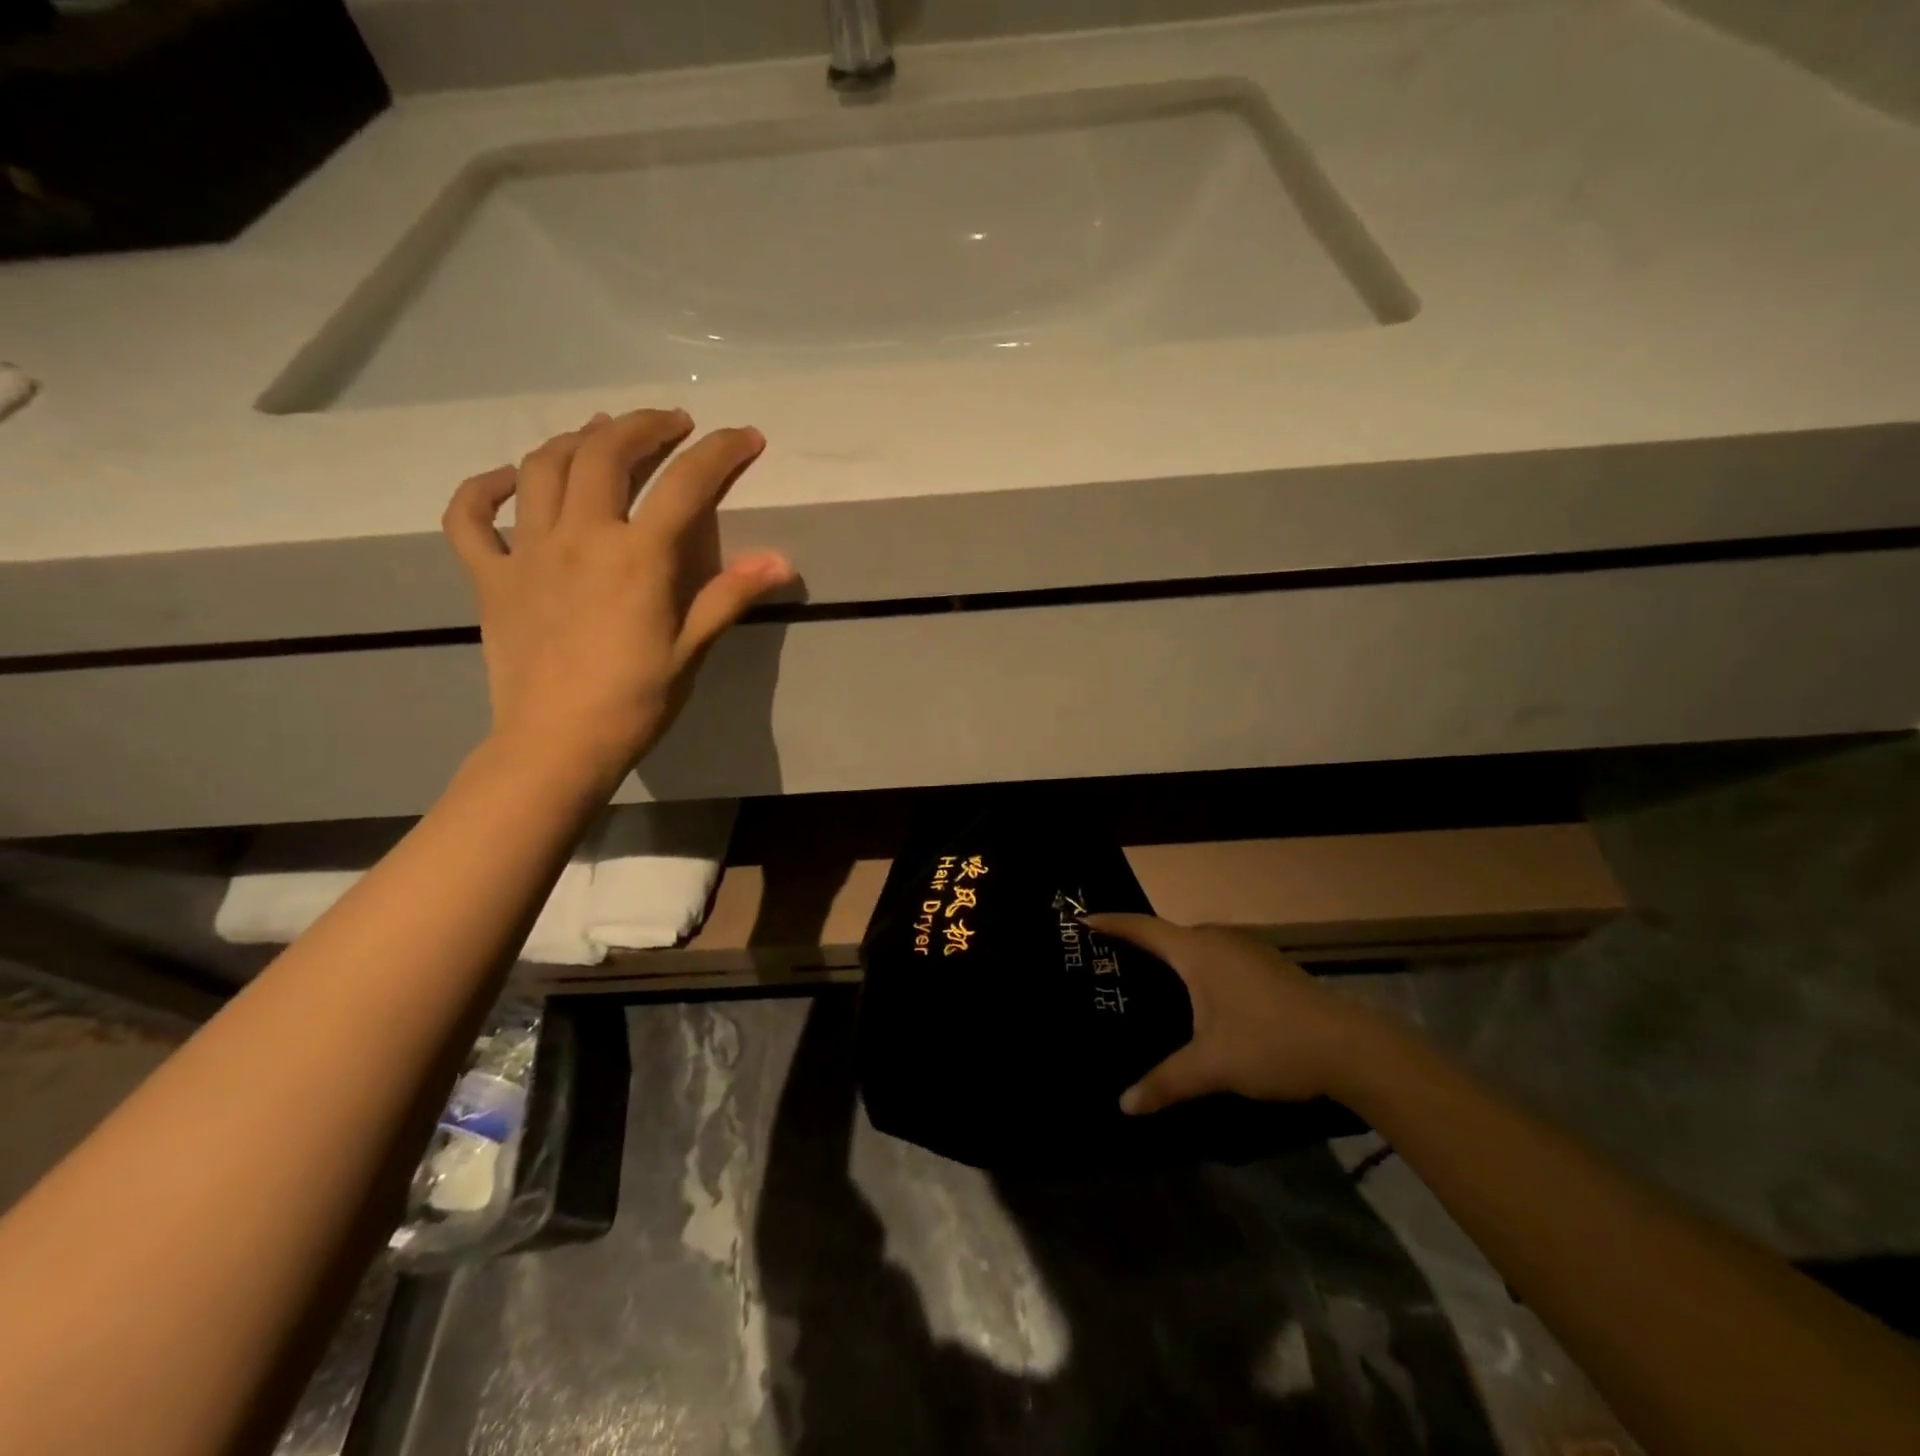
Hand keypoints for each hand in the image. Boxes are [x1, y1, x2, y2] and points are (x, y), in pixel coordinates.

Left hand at [442, 408, 793, 781]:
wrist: (557, 745)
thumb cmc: (635, 701)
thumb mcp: (692, 649)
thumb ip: (730, 595)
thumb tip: (782, 560)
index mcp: (636, 556)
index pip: (686, 485)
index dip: (720, 452)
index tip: (745, 437)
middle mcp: (580, 537)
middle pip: (606, 453)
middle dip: (643, 425)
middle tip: (670, 423)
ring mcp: (527, 552)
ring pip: (542, 468)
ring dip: (576, 439)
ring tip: (602, 434)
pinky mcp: (489, 577)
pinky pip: (471, 517)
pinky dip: (485, 488)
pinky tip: (509, 480)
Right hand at [1083, 915, 1391, 1114]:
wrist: (1352, 1049)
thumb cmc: (1270, 1045)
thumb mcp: (1212, 1066)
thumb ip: (1166, 1082)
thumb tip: (1125, 1106)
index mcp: (1198, 952)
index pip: (1143, 927)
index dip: (1112, 923)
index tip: (1083, 920)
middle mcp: (1219, 941)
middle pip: (1168, 935)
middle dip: (1138, 944)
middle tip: (1110, 963)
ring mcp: (1248, 951)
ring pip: (1197, 947)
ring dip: (1171, 958)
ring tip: (1147, 981)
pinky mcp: (1268, 967)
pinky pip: (1217, 958)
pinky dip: (1197, 969)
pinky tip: (1198, 999)